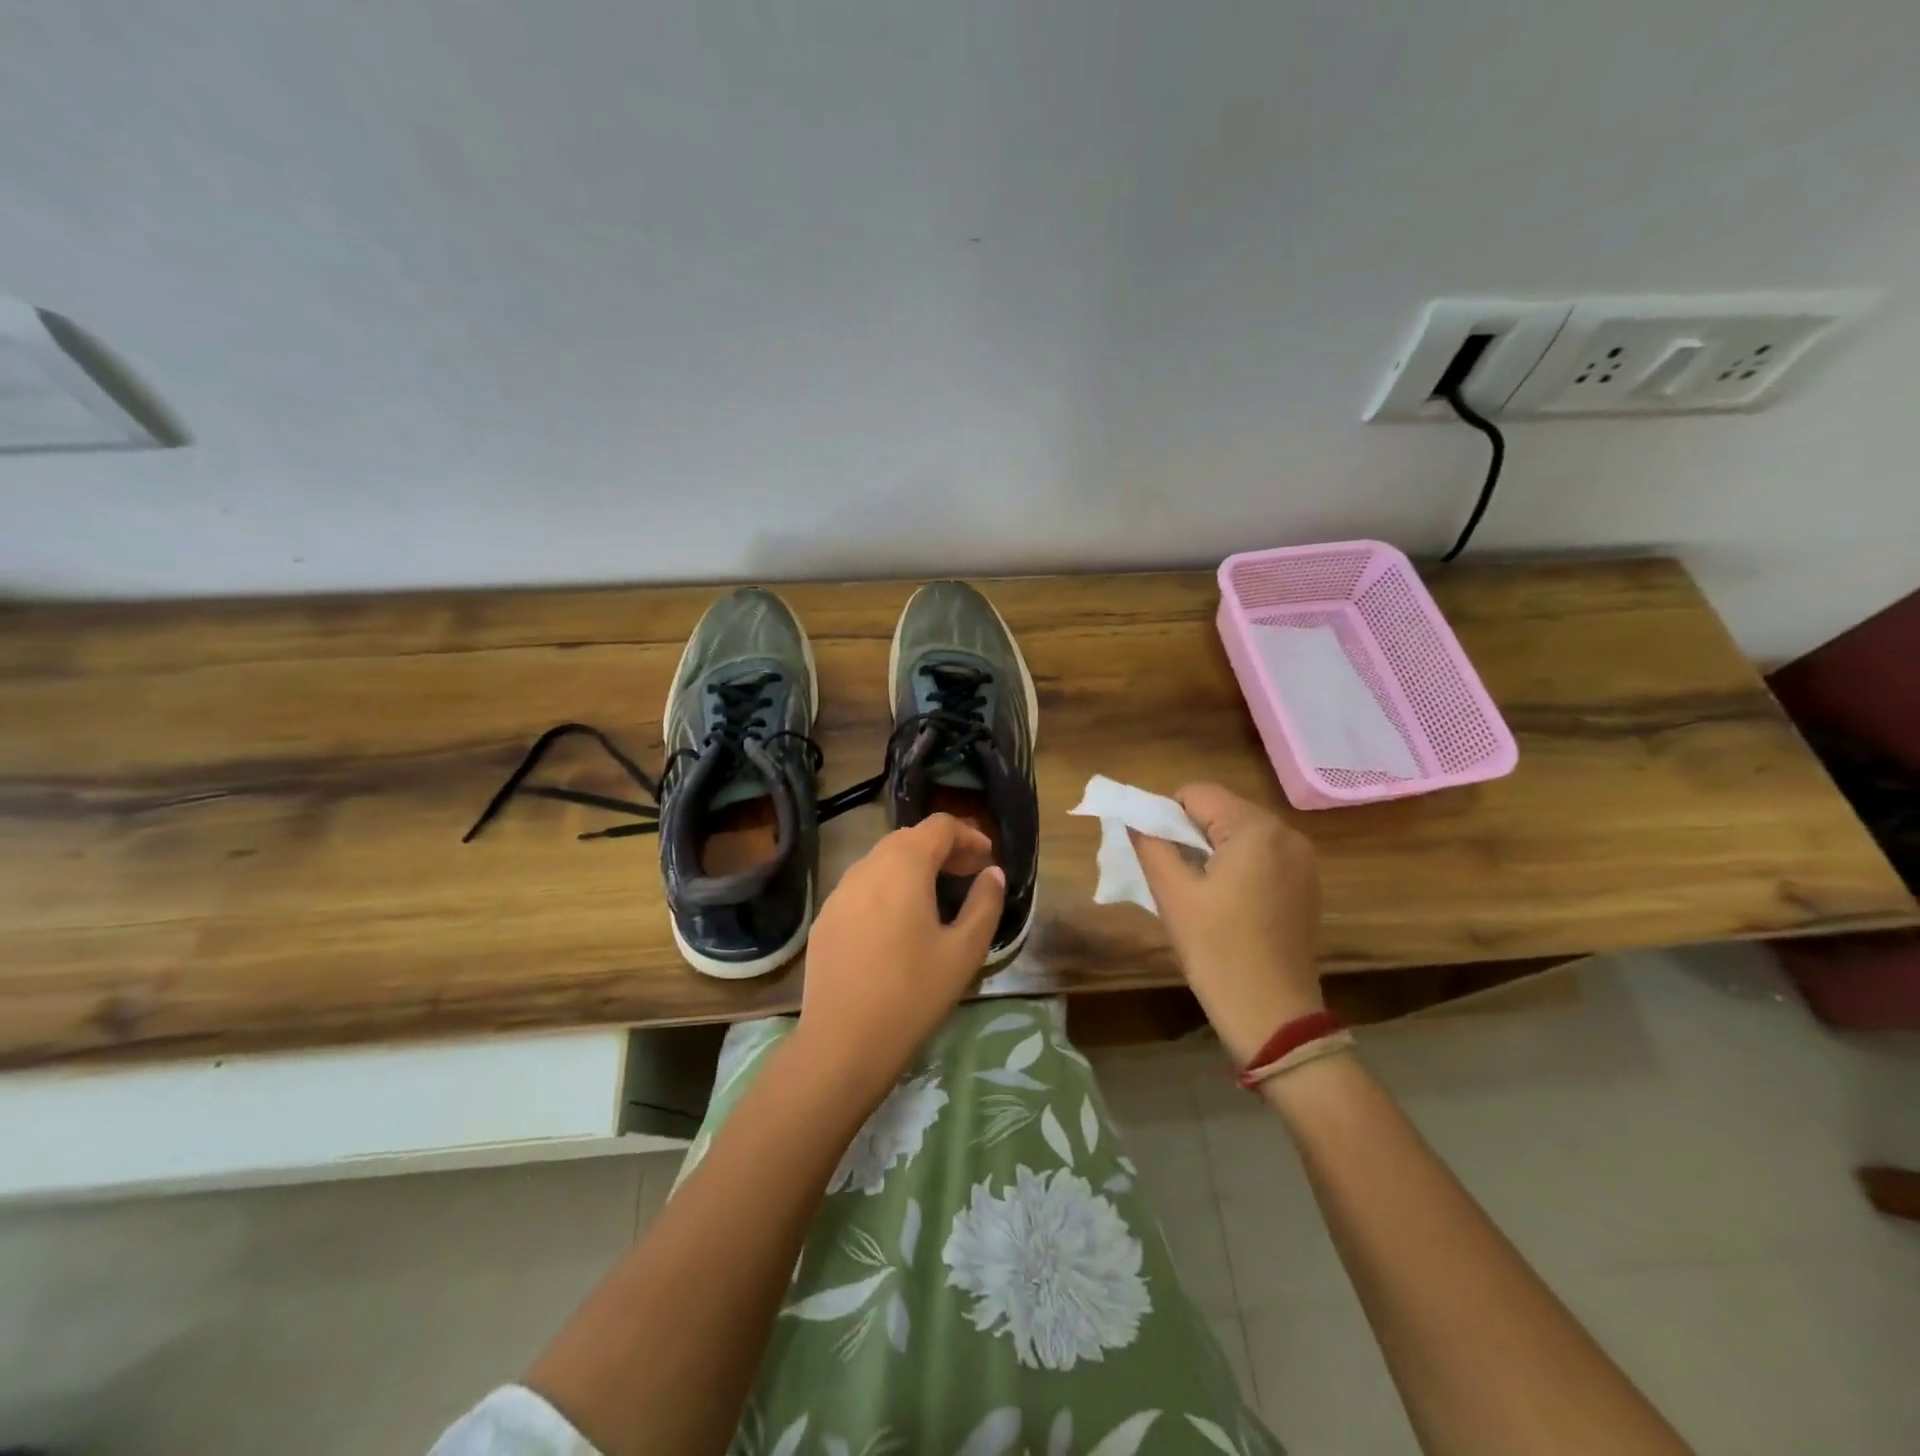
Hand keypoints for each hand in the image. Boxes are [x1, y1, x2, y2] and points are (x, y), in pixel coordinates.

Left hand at [794, 814, 1005, 1107]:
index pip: (939, 826)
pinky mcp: (826, 917)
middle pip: (909, 838)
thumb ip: (985, 904)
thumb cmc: (913, 992)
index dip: (968, 835)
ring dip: (913, 866)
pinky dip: (887, 887)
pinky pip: (862, 886)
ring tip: (935, 895)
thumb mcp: (964, 951)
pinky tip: (897, 923)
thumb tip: (992, 873)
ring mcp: (840, 891)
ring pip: (882, 861)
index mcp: (904, 866)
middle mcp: (868, 866)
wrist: (843, 1041)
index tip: (987, 858)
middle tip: (967, 874)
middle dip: (942, 849)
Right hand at [1131, 783, 1322, 1065]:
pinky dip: (1235, 865)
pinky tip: (1226, 903)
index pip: (1196, 793)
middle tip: (1172, 875)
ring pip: (1239, 832)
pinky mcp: (1306, 883)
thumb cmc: (1218, 951)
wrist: (1273, 1016)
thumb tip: (1132, 817)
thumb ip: (1149, 843)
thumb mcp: (1173, 894)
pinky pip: (1260, 854)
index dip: (1165, 815)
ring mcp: (1302, 859)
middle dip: (1189, 832)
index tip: (1155, 854)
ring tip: (1197, 892)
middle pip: (1220, 809)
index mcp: (1255, 828)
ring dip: (1211, 849)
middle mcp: (1286, 832)